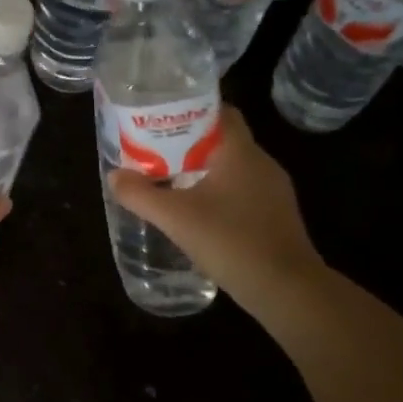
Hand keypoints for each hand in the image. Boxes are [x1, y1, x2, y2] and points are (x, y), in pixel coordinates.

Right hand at [107, 106, 324, 306]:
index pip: (221, 112)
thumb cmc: (232, 241)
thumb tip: (114, 176)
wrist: (287, 291)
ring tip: (171, 179)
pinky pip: (243, 192)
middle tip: (156, 150)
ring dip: (204, 170)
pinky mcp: (277, 217)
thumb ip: (140, 195)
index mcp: (241, 153)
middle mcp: (262, 164)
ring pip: (233, 168)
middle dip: (190, 142)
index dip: (192, 110)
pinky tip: (199, 212)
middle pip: (223, 140)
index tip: (163, 118)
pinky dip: (220, 193)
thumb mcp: (175, 218)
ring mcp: (274, 192)